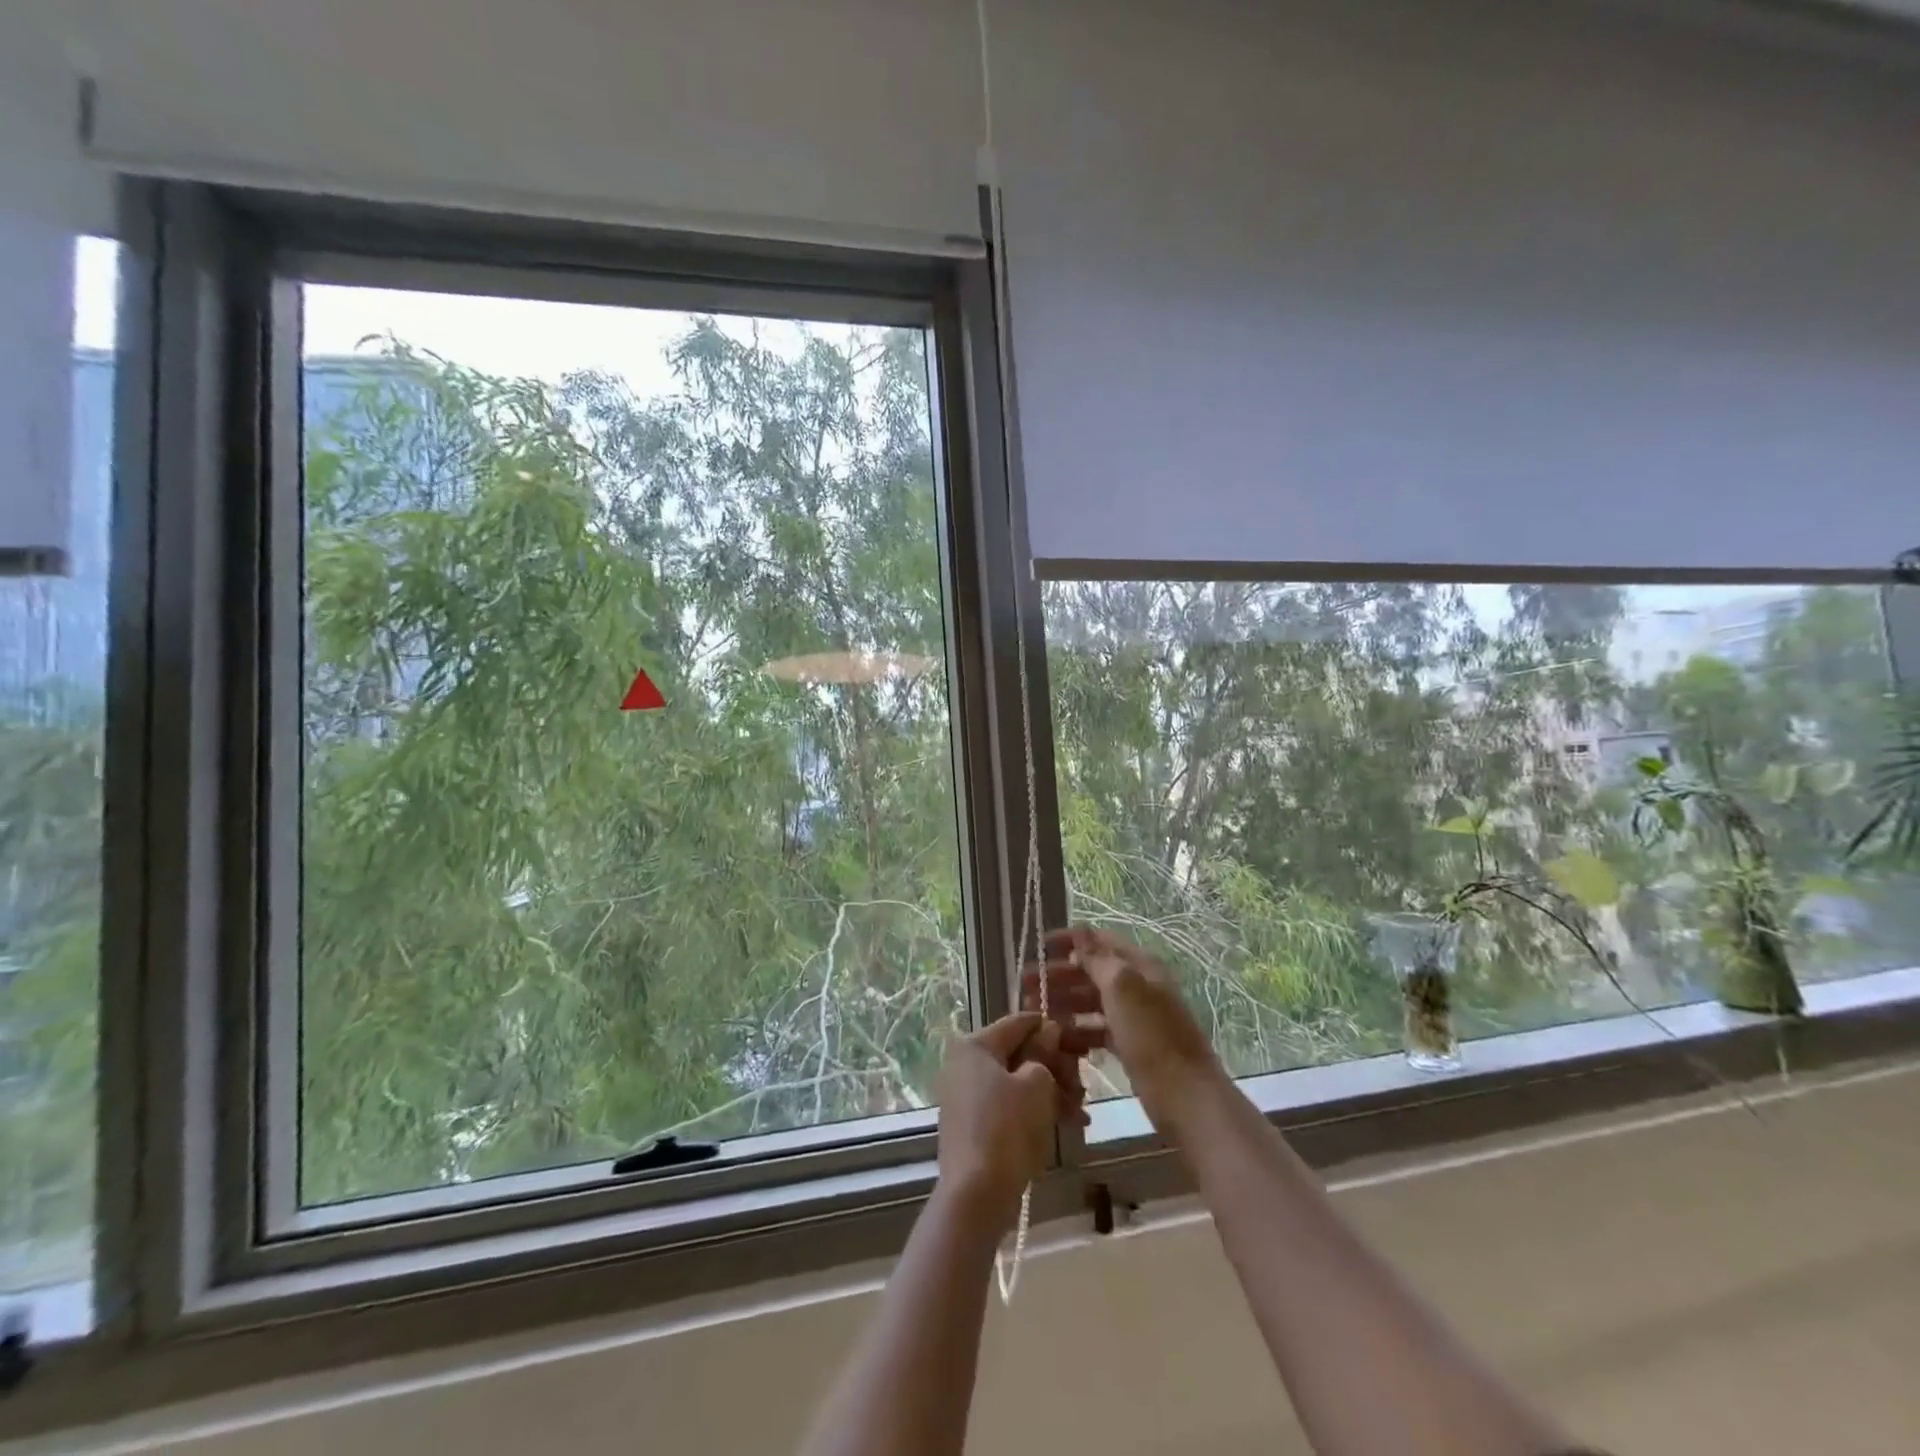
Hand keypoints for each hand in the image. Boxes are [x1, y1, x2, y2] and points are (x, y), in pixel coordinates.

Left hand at [934, 1013, 1083, 1225]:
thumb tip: (1048, 1033)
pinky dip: (1035, 1112)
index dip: (1051, 1028)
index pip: (1019, 1022)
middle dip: (1055, 1068)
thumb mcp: (1036, 1084)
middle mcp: (966, 1064)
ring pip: (1017, 1083)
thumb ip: (1044, 1054)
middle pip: (1019, 1054)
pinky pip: (1009, 1107)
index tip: (1079, 1041)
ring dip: (1051, 1093)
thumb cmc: (1007, 1128)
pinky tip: (1067, 1126)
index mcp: (976, 1046)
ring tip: (1080, 1113)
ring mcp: (967, 1096)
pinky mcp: (974, 1125)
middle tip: (1083, 1087)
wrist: (976, 1195)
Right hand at [1023, 927, 1223, 1135]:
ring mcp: (1135, 1018)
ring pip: (1092, 1003)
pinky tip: (1057, 1041)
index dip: (1068, 941)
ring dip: (1062, 1005)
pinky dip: (1077, 1033)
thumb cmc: (1152, 1036)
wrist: (1188, 1099)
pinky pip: (1098, 1031)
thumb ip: (1097, 959)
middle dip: (1058, 976)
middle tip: (1023, 987)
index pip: (1099, 942)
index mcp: (1139, 966)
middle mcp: (1137, 986)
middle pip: (1091, 972)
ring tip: (1033, 1015)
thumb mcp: (1122, 988)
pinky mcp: (1132, 1047)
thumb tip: (1080, 931)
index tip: (1036, 948)